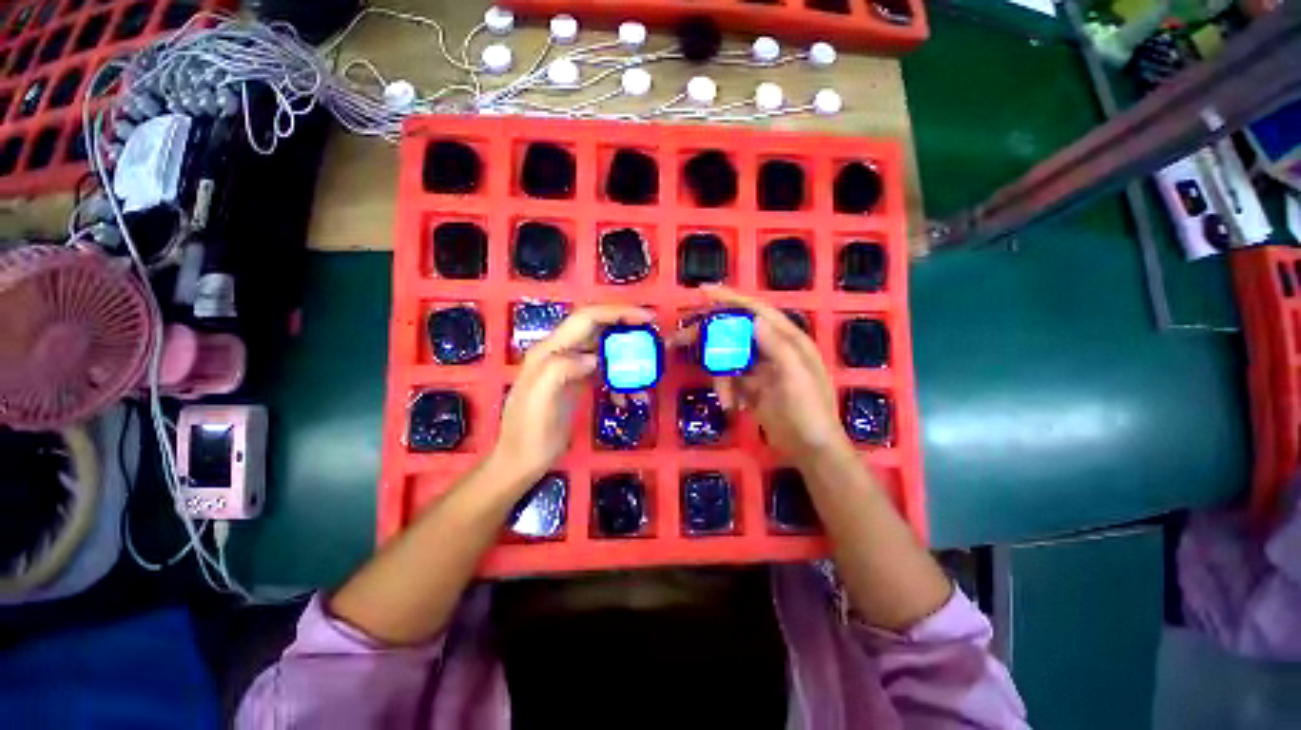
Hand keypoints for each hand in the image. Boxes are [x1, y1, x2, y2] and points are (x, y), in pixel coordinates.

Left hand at [488, 305, 653, 487]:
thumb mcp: (539, 400)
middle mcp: (560, 352)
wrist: (520, 460)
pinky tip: (626, 398)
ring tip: (643, 378)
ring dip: (626, 360)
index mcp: (550, 350)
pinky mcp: (576, 382)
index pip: (587, 318)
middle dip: (627, 330)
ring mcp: (568, 367)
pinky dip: (619, 380)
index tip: (647, 318)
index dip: (618, 312)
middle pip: (599, 329)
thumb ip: (560, 369)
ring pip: (605, 350)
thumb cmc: (529, 433)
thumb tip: (593, 358)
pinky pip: (603, 371)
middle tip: (653, 340)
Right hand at [699, 286, 852, 464]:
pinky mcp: (752, 387)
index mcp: (789, 340)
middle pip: (735, 332)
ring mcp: (761, 368)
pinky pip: (730, 379)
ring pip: (729, 358)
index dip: (730, 299)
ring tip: (726, 399)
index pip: (756, 311)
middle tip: (679, 340)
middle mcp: (773, 348)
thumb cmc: (810, 413)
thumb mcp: (796, 379)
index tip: (702, 292)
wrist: (811, 451)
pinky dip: (726, 390)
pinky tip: (732, 405)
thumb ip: (778, 348)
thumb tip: (754, 319)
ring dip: (720, 377)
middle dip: (709, 337)